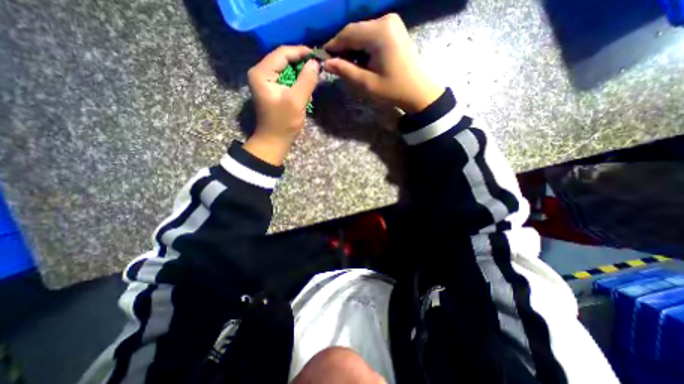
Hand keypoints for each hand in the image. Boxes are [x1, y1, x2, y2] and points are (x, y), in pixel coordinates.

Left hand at [246, 45, 321, 165]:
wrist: (274, 141)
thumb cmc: (283, 123)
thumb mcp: (296, 101)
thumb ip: (306, 80)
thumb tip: (315, 63)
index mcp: (262, 73)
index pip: (282, 53)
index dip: (300, 52)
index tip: (318, 56)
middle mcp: (261, 73)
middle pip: (284, 60)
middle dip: (301, 64)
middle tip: (317, 69)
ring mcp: (266, 82)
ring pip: (287, 70)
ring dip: (301, 75)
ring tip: (312, 82)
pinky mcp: (272, 90)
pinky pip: (287, 80)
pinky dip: (297, 83)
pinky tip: (305, 92)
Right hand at [325, 13, 447, 115]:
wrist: (418, 91)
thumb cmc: (393, 90)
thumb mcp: (367, 83)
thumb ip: (345, 71)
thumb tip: (326, 63)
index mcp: (379, 32)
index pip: (348, 33)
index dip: (334, 45)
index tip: (324, 58)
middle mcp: (386, 20)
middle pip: (355, 31)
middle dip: (344, 47)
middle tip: (336, 64)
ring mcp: (392, 23)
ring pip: (363, 32)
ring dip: (353, 48)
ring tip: (349, 66)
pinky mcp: (394, 29)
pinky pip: (372, 34)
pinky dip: (363, 47)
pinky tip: (362, 60)